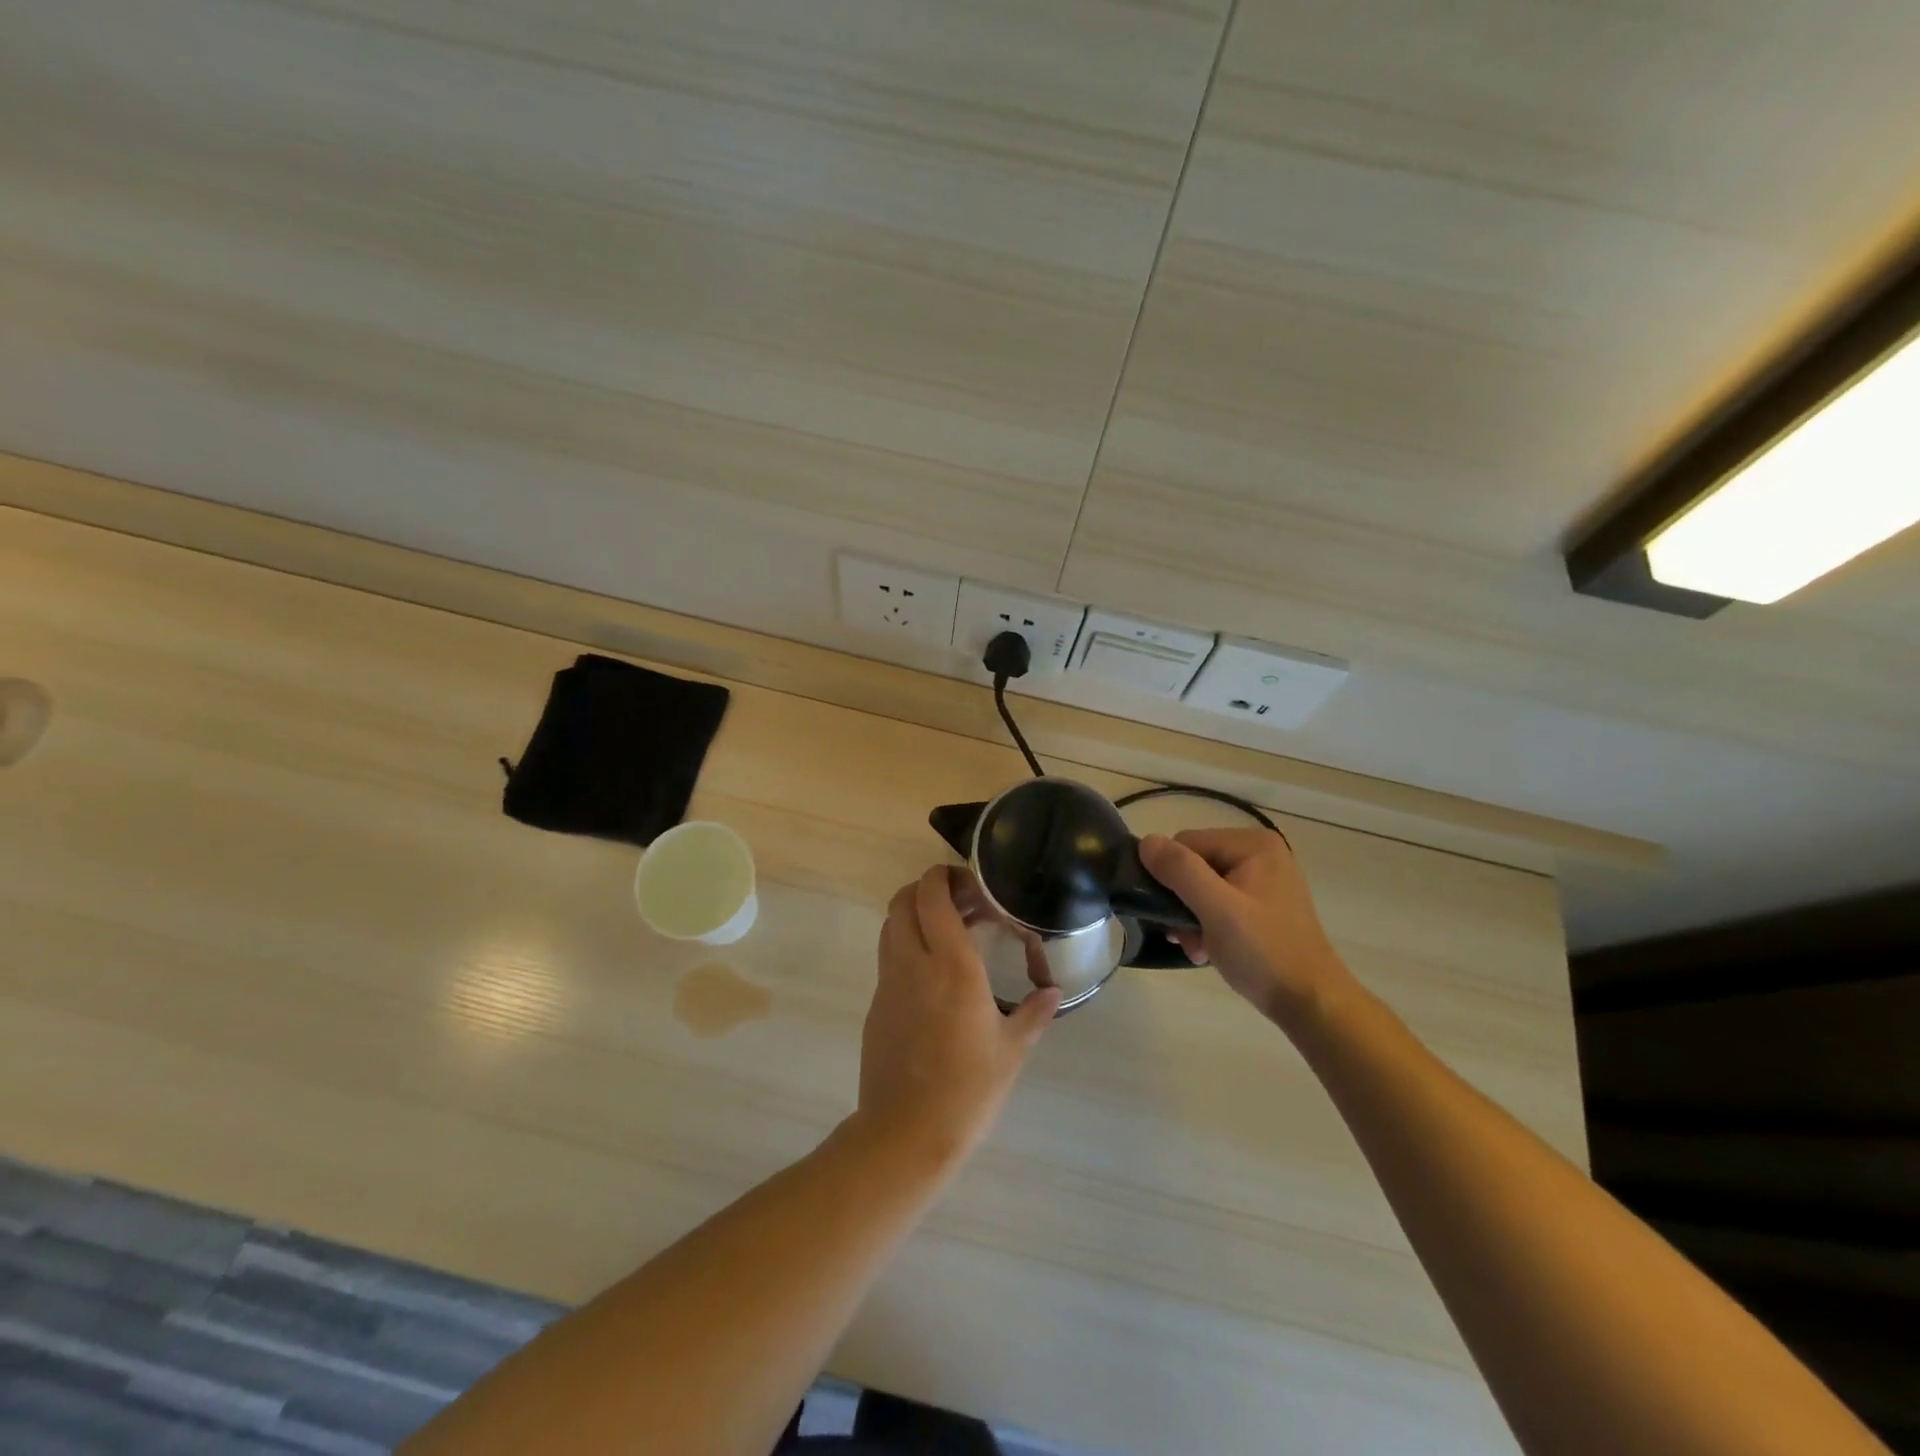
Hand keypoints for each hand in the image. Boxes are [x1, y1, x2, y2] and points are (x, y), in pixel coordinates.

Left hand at [853, 867, 1060, 1169]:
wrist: (905, 1133)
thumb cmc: (968, 1089)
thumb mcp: (1012, 1050)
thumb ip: (1034, 1013)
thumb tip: (1053, 991)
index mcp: (952, 965)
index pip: (933, 896)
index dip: (944, 876)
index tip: (970, 881)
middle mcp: (914, 963)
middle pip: (903, 900)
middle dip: (927, 888)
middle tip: (962, 901)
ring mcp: (889, 982)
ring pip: (891, 924)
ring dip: (915, 914)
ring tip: (949, 931)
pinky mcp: (877, 1003)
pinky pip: (888, 955)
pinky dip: (907, 943)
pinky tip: (934, 971)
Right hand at [1139, 828, 1354, 1030]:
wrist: (1311, 1003)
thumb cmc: (1264, 952)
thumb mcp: (1217, 909)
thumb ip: (1180, 870)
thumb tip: (1146, 841)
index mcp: (1253, 844)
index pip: (1186, 844)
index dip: (1172, 878)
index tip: (1177, 918)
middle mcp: (1259, 853)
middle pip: (1194, 865)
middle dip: (1183, 903)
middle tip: (1188, 939)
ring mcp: (1263, 879)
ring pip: (1203, 887)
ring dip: (1192, 919)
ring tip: (1199, 949)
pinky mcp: (1263, 904)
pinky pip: (1220, 902)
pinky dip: (1209, 925)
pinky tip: (1210, 950)